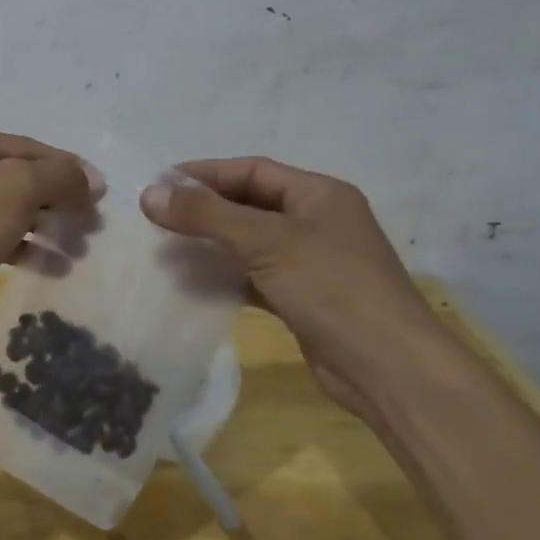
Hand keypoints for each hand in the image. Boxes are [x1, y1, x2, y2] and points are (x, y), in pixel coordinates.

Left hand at [0, 122, 101, 337]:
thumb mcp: (15, 189)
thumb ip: (58, 176)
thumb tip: (90, 179)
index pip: (26, 147)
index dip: (68, 169)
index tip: (102, 195)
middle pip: (18, 178)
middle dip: (58, 202)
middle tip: (92, 227)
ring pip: (8, 210)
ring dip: (46, 228)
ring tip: (78, 250)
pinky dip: (24, 248)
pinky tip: (53, 266)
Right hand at [140, 158, 459, 415]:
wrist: (389, 369)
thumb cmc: (332, 288)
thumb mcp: (267, 242)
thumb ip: (207, 215)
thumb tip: (150, 192)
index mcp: (319, 194)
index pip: (252, 170)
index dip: (204, 174)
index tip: (159, 184)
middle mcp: (317, 221)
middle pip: (249, 204)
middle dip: (204, 208)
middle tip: (156, 216)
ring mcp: (312, 261)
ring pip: (250, 241)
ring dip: (212, 242)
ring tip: (166, 247)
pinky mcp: (303, 298)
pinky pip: (255, 275)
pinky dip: (226, 275)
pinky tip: (194, 282)